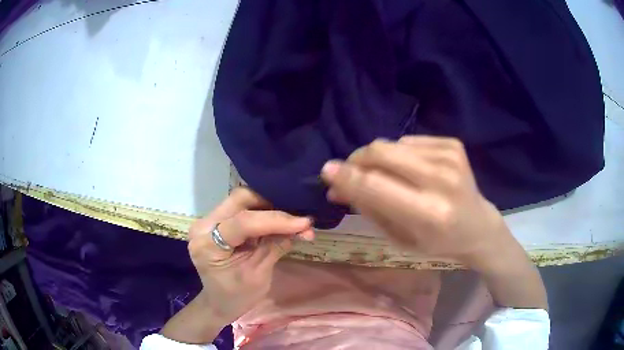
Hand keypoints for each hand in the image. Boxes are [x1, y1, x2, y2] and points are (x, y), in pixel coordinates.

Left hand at [161, 188, 313, 342]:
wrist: (220, 302)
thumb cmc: (237, 296)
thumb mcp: (258, 275)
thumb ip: (276, 246)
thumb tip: (304, 227)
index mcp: (207, 244)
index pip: (242, 223)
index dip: (275, 220)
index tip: (305, 222)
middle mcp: (203, 225)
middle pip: (240, 199)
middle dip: (271, 204)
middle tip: (296, 218)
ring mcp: (208, 220)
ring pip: (242, 200)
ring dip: (269, 206)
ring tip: (290, 220)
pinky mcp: (217, 220)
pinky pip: (242, 208)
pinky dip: (262, 211)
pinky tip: (278, 221)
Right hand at [321, 136, 546, 309]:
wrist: (478, 227)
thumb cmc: (438, 242)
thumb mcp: (400, 238)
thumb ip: (368, 208)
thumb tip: (336, 186)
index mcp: (429, 213)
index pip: (376, 186)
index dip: (346, 176)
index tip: (326, 170)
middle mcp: (441, 180)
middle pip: (382, 153)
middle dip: (358, 159)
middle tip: (352, 171)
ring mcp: (450, 157)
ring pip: (393, 144)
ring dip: (380, 159)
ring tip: (389, 177)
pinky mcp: (453, 144)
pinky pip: (409, 141)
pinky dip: (401, 155)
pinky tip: (412, 171)